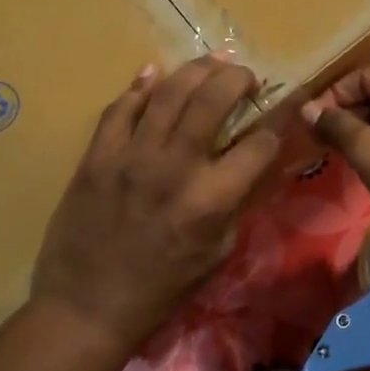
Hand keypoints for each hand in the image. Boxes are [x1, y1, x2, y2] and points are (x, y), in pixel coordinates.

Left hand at [32, 55, 280, 352]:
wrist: (87, 306)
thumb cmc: (161, 289)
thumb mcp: (217, 254)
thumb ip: (236, 204)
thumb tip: (249, 164)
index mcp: (211, 200)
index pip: (259, 144)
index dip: (278, 124)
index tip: (282, 111)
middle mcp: (175, 168)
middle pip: (212, 99)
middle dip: (237, 78)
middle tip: (246, 76)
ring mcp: (131, 157)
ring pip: (168, 93)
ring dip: (195, 70)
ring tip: (211, 63)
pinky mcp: (97, 157)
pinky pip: (119, 109)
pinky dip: (139, 87)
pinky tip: (153, 74)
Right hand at [301, 64, 369, 251]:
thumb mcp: (369, 152)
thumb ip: (337, 125)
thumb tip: (307, 109)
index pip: (365, 76)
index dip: (334, 96)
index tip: (311, 123)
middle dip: (349, 113)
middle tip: (321, 140)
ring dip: (366, 128)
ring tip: (341, 151)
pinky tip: (369, 159)